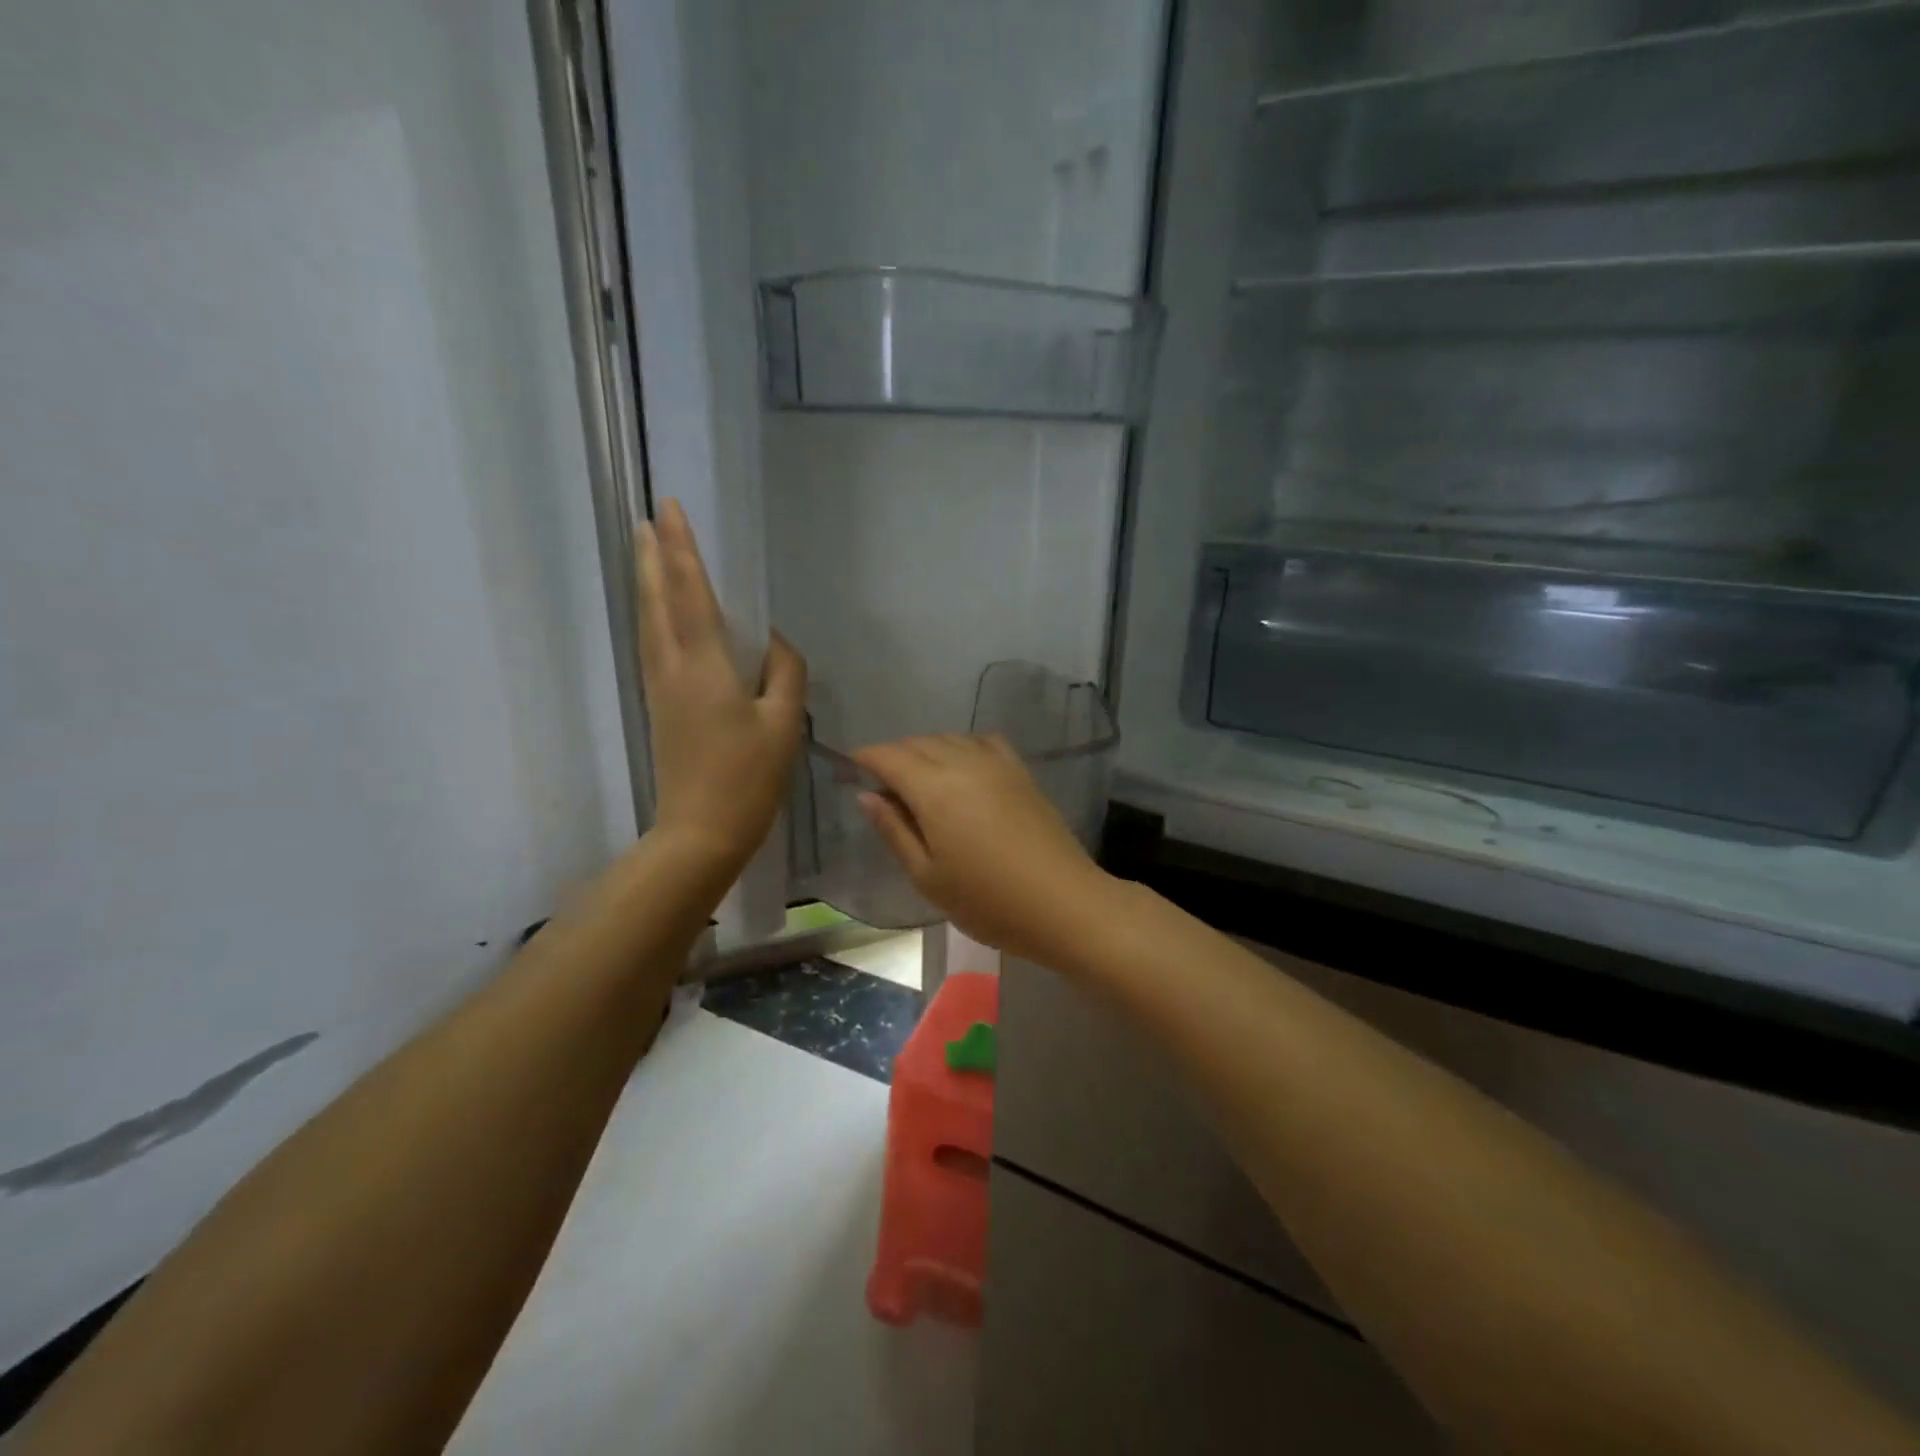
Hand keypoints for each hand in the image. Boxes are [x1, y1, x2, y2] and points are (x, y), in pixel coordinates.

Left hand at [636, 500, 805, 876]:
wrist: (700, 832)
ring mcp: (661, 689)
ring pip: (649, 623)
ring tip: (646, 554)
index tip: (669, 509)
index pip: (691, 593)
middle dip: (652, 558)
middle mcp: (673, 668)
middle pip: (658, 602)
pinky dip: (653, 617)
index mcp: (705, 666)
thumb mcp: (783, 725)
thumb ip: (784, 673)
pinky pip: (653, 646)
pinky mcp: (660, 708)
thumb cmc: (748, 778)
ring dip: (648, 584)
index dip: (682, 549)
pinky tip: (657, 616)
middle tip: (647, 520)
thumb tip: (775, 642)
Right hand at [852, 735, 1111, 965]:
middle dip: (893, 755)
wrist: (1063, 903)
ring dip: (926, 750)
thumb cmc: (987, 900)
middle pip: (918, 743)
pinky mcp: (1021, 772)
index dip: (865, 758)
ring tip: (917, 779)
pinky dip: (962, 747)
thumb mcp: (927, 876)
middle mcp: (963, 763)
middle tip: (880, 784)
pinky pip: (982, 742)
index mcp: (934, 788)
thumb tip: (867, 795)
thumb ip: (894, 831)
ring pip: (949, 739)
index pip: (889, 756)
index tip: (849, 768)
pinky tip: (962, 768)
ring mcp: (997, 764)